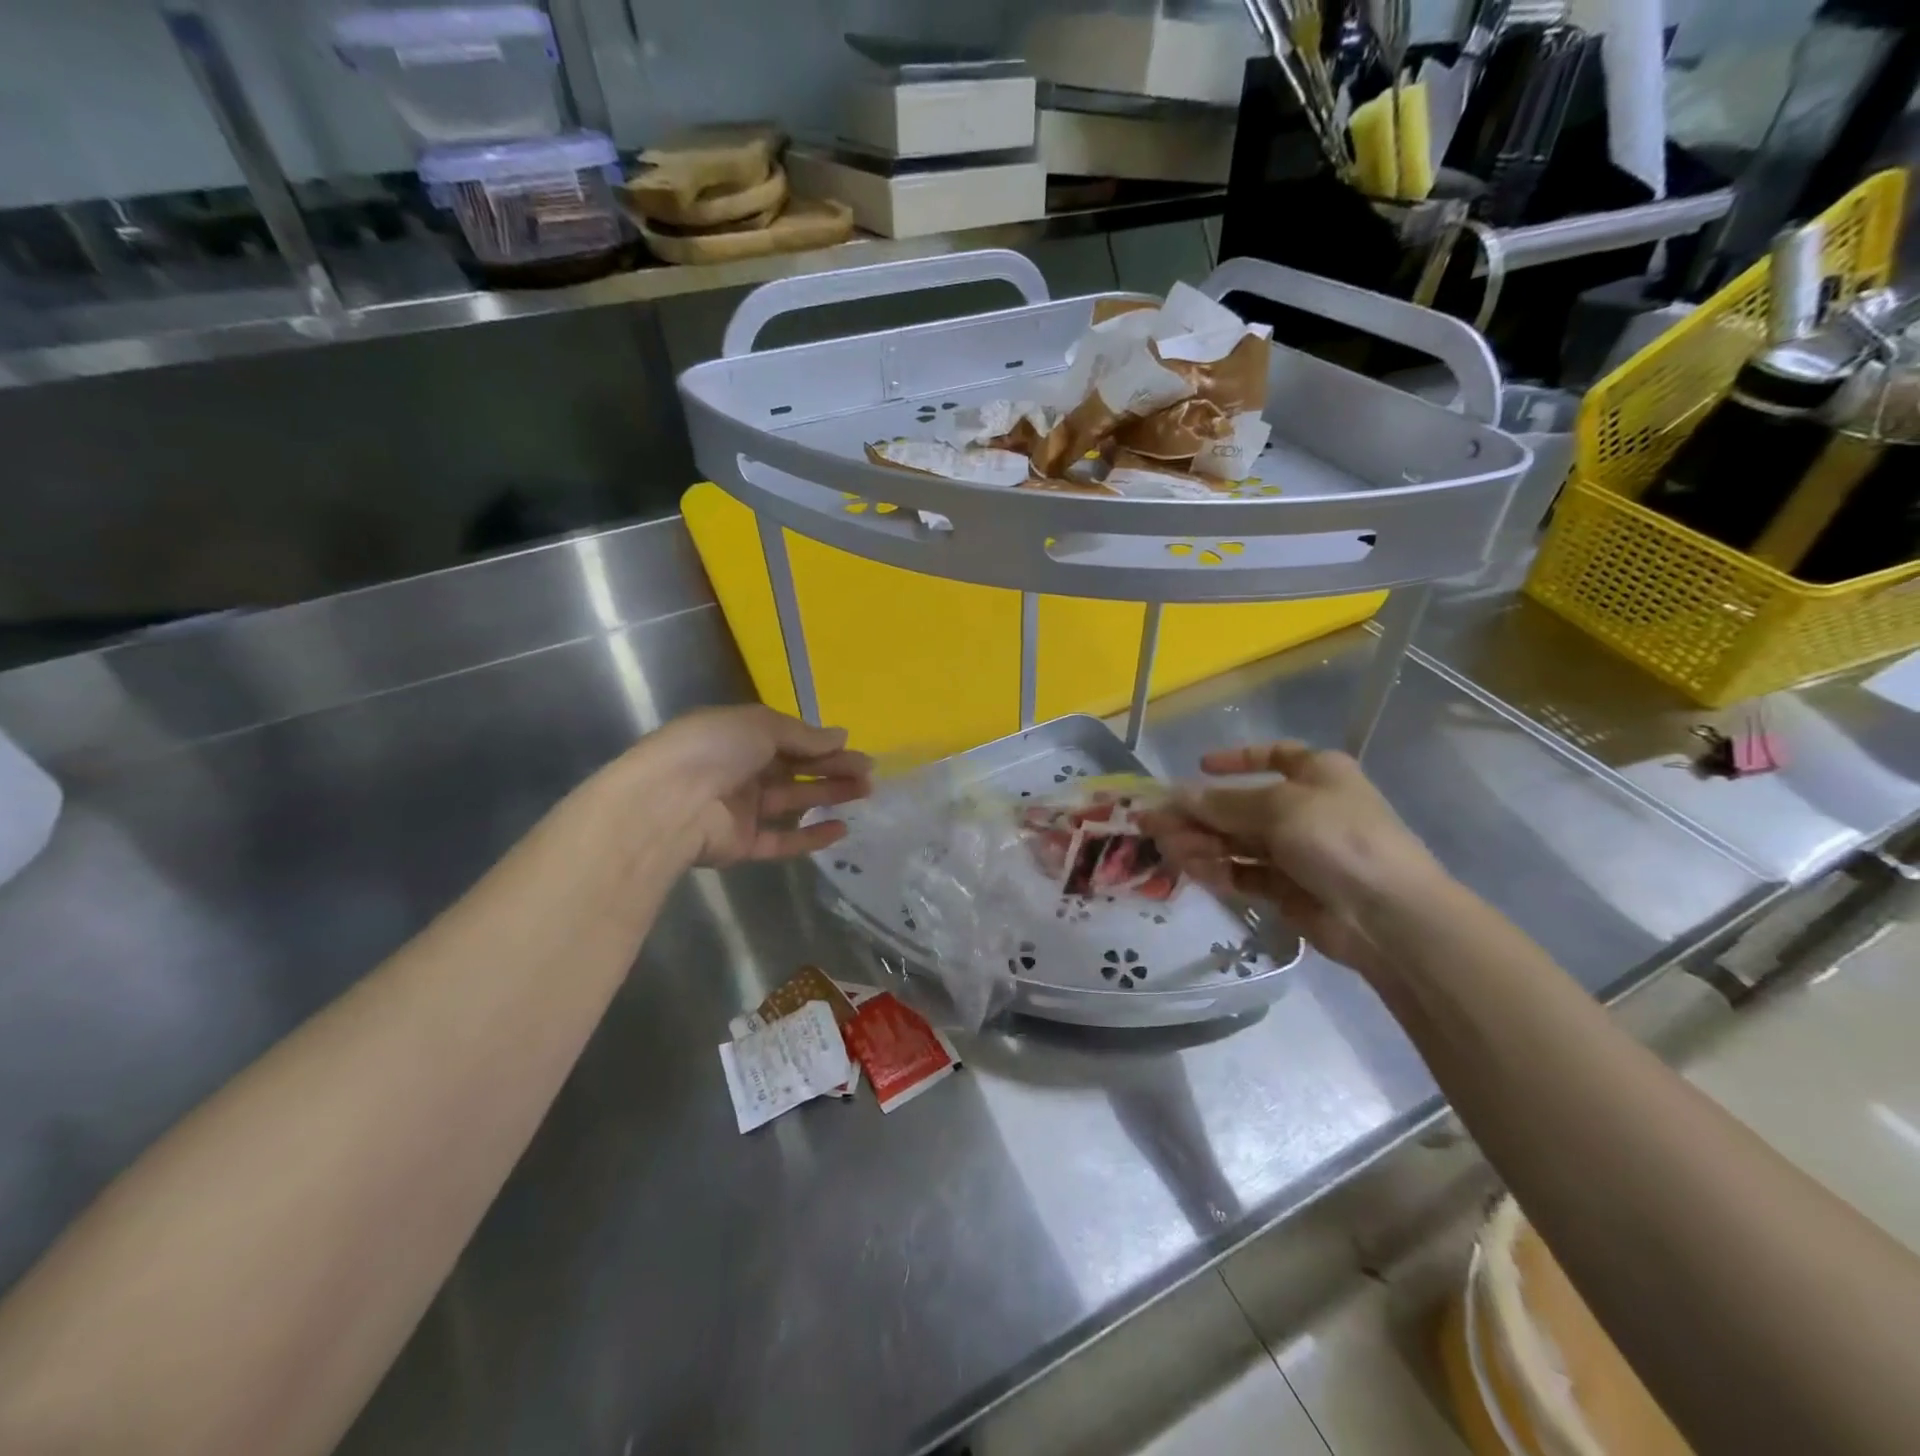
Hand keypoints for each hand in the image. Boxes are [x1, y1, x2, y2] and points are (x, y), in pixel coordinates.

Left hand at [628, 705, 871, 867]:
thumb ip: (803, 735)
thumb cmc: (714, 749)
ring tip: (865, 794)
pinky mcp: (742, 843)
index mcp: (739, 737)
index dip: (822, 744)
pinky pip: (782, 839)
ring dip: (829, 796)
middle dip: (833, 769)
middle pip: (796, 769)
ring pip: (794, 801)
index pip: (789, 739)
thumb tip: (840, 737)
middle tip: (869, 774)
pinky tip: (841, 829)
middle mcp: (741, 771)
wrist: (669, 803)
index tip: (855, 749)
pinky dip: (811, 835)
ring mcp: (741, 809)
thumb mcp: (761, 725)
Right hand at [1141, 742, 1445, 980]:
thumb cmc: (1338, 838)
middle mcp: (1305, 808)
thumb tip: (1177, 796)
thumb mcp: (1278, 807)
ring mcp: (1296, 851)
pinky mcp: (1287, 889)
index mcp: (1316, 774)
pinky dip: (1219, 870)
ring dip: (1202, 842)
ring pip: (1238, 841)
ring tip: (1167, 848)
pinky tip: (1193, 869)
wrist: (1387, 915)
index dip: (1236, 760)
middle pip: (1242, 805)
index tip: (1199, 766)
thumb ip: (1223, 803)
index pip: (1274, 756)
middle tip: (1155, 822)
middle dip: (1200, 812)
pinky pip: (1245, 873)